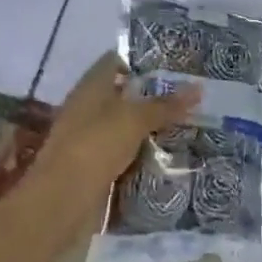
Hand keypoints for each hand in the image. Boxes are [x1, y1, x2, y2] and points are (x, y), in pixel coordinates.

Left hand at [16, 53, 200, 249]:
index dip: (142, 59)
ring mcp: (88, 138)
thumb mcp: (135, 120)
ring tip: (186, 123)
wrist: (62, 201)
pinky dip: (141, 153)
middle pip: (122, 94)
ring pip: (124, 125)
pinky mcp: (93, 166)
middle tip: (188, 95)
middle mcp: (87, 107)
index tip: (173, 63)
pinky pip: (123, 153)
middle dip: (152, 95)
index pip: (116, 60)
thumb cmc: (96, 145)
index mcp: (91, 86)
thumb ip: (166, 105)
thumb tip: (198, 88)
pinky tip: (166, 154)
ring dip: (149, 127)